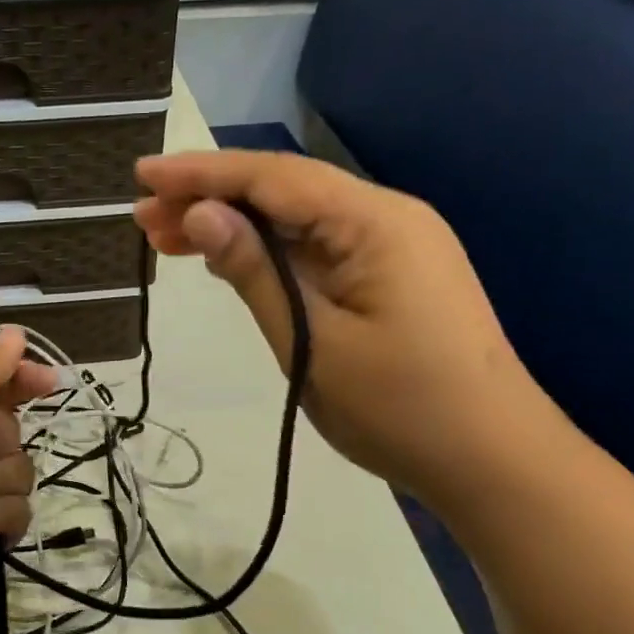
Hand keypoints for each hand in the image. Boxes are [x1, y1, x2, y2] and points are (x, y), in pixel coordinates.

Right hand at [134, 151, 558, 510]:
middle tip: (143, 221)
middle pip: (284, 192)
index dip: (202, 173)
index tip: (143, 177)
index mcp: (374, 222)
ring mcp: (392, 248)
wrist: (490, 459)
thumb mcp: (311, 342)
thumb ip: (255, 273)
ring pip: (297, 222)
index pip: (273, 178)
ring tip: (167, 241)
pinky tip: (228, 259)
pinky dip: (267, 254)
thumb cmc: (400, 406)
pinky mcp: (389, 279)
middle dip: (210, 200)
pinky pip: (317, 251)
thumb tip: (200, 215)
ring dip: (234, 227)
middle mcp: (386, 218)